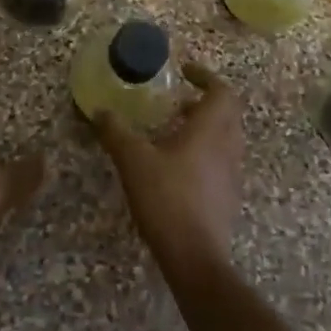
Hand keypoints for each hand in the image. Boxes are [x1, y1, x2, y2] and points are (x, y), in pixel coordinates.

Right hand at [94, 62, 244, 278]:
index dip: (206, 77)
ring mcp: (232, 174)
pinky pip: (222, 162)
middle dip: (206, 102)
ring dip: (206, 128)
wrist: (195, 257)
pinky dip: (205, 153)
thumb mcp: (133, 160)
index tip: (185, 73)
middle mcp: (228, 147)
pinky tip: (178, 167)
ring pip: (227, 139)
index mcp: (210, 130)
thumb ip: (115, 132)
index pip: (222, 91)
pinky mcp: (228, 198)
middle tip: (178, 102)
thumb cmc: (167, 198)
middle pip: (228, 113)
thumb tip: (99, 110)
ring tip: (174, 133)